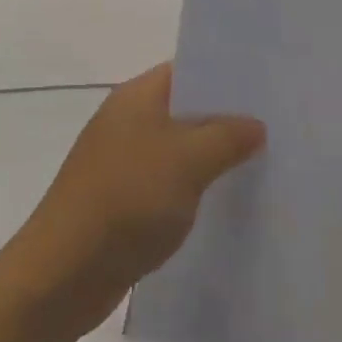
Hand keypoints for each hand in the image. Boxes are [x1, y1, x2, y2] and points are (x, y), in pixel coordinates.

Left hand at [8, 64, 264, 335]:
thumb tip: (255, 124)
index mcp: (136, 97)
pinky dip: (193, 189)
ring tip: (262, 166)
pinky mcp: (121, 200)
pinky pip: (167, 183)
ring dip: (211, 158)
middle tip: (276, 130)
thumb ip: (226, 136)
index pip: (186, 70)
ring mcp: (121, 161)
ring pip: (177, 150)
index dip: (225, 77)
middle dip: (225, 120)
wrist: (65, 271)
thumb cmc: (127, 199)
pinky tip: (224, 205)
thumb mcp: (187, 160)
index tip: (267, 90)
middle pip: (184, 110)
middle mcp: (126, 121)